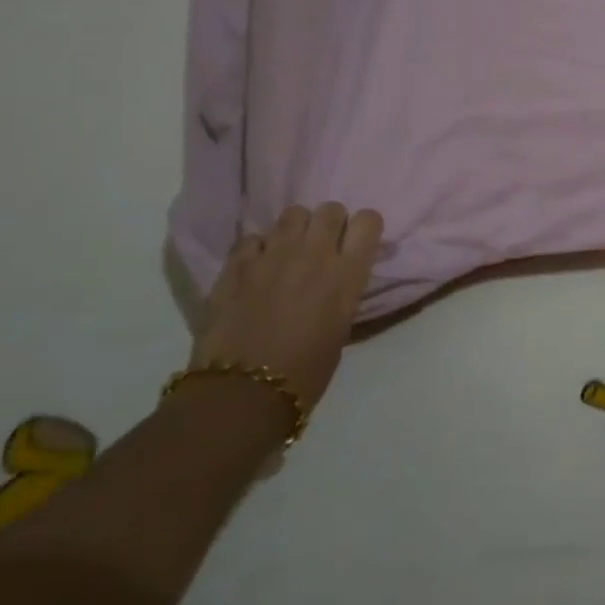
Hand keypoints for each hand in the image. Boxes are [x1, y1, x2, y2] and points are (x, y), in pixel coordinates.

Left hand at [190, 204, 384, 411]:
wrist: (242, 395)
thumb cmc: (306, 371)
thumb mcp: (342, 326)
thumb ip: (345, 288)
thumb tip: (343, 273)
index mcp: (347, 273)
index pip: (368, 220)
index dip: (364, 228)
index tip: (358, 244)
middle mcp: (314, 254)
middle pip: (331, 209)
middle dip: (331, 224)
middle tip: (324, 248)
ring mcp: (272, 255)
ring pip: (293, 214)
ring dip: (297, 230)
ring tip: (290, 253)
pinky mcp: (236, 265)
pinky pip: (254, 237)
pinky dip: (259, 248)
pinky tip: (257, 268)